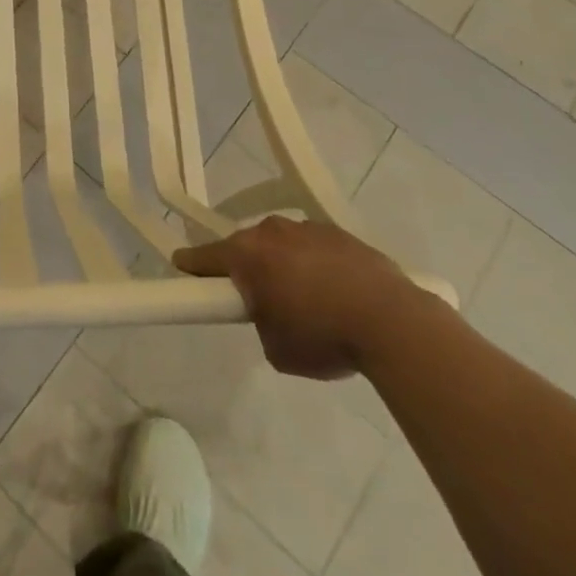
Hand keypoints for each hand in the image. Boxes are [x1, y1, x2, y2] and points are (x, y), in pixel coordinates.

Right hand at [173, 217, 414, 379]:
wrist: (393, 322)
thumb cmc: (324, 336)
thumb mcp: (276, 347)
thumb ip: (261, 322)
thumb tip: (272, 312)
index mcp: (247, 254)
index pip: (205, 256)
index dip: (191, 266)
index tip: (181, 268)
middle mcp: (272, 231)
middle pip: (247, 246)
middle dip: (248, 268)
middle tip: (260, 300)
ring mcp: (308, 228)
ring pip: (283, 245)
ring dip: (285, 265)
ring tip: (308, 301)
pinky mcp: (341, 233)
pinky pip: (316, 247)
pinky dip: (317, 265)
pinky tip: (337, 293)